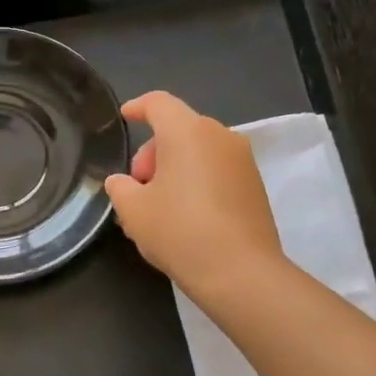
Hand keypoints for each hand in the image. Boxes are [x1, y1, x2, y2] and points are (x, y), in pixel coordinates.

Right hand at [104, 91, 286, 303]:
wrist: (241, 273)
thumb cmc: (179, 231)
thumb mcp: (133, 210)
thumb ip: (120, 187)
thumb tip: (122, 182)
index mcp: (188, 132)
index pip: (158, 103)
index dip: (138, 107)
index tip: (125, 117)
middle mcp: (220, 137)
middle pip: (179, 129)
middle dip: (153, 153)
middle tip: (137, 188)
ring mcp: (243, 161)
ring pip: (199, 152)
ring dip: (174, 169)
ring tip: (157, 207)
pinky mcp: (255, 186)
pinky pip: (216, 170)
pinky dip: (196, 181)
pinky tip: (184, 216)